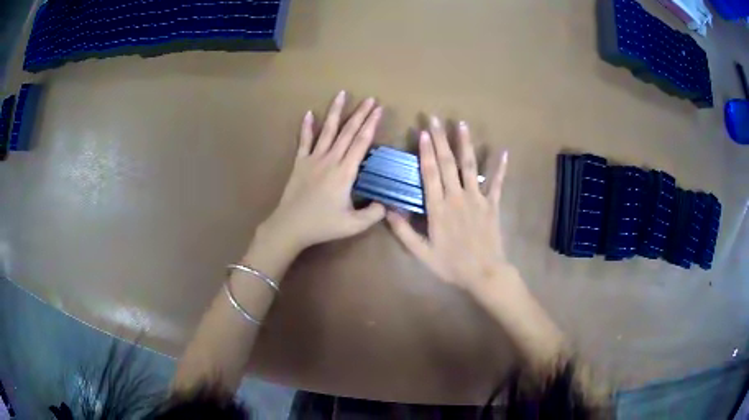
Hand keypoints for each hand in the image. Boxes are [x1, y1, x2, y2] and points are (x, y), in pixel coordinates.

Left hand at [257, 91, 385, 255]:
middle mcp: (330, 160)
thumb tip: (387, 204)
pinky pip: (304, 141)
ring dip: (335, 112)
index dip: (371, 125)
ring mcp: (313, 159)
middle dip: (360, 114)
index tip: (379, 109)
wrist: (290, 226)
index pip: (361, 142)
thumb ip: (374, 213)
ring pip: (327, 131)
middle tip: (370, 98)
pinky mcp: (299, 163)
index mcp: (345, 172)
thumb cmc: (322, 225)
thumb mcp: (353, 225)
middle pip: (347, 132)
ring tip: (341, 94)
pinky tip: (308, 113)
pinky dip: (306, 127)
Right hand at [387, 117, 517, 294]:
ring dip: (465, 144)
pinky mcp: (493, 204)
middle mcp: (458, 197)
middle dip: (440, 139)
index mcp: (439, 208)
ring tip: (461, 124)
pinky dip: (501, 167)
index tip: (422, 132)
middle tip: (434, 118)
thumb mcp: (422, 253)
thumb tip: (388, 209)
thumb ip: (404, 232)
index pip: (430, 174)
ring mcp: (478, 199)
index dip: (425, 152)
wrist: (484, 274)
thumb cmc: (451, 265)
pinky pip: (497, 183)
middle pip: (447, 163)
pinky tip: (504, 151)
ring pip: (470, 166)